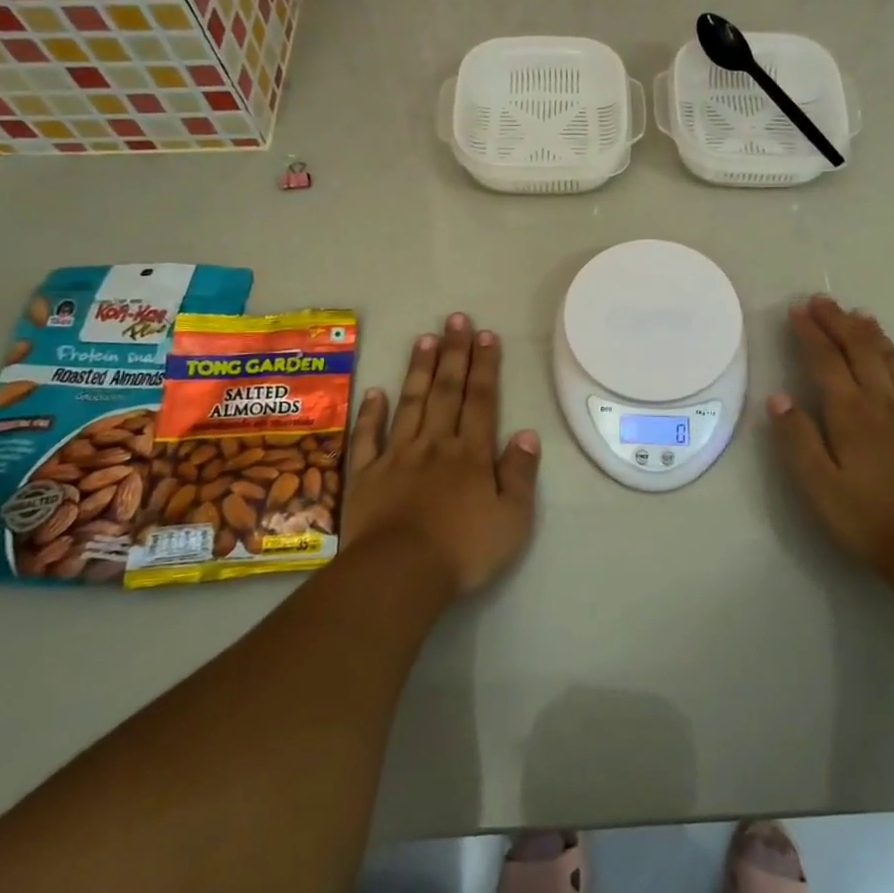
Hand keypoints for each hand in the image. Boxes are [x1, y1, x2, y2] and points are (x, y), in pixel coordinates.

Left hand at [344, 313, 540, 598]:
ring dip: (418, 370)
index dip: (485, 366)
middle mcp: (434, 444)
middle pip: (445, 391)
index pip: (481, 400)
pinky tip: (375, 391)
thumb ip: (520, 474)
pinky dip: (371, 413)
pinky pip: (368, 437)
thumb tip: (527, 434)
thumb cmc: (463, 550)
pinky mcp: (365, 476)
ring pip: (409, 403)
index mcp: (471, 454)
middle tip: (455, 318)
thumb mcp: (512, 519)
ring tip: (424, 338)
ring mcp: (396, 456)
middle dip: (453, 353)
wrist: (399, 574)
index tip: (486, 335)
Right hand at [767, 296, 893, 577]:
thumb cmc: (865, 517)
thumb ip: (796, 438)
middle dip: (839, 322)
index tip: (797, 310)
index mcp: (850, 412)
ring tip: (862, 317)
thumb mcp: (817, 484)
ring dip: (876, 336)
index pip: (825, 360)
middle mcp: (884, 402)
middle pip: (860, 350)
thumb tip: (778, 397)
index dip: (810, 332)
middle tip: (823, 301)